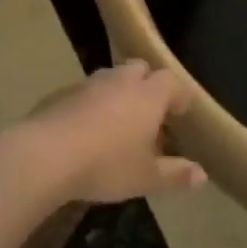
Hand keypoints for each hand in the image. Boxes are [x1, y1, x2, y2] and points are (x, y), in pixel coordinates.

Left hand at [14, 61, 204, 204]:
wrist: (45, 155)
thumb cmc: (106, 165)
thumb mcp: (145, 178)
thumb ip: (175, 174)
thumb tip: (202, 175)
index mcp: (148, 95)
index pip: (171, 82)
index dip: (178, 95)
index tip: (181, 111)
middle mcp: (120, 81)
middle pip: (140, 69)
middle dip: (147, 84)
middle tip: (149, 112)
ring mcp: (88, 84)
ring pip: (111, 78)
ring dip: (118, 92)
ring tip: (118, 121)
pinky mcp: (61, 93)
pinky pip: (85, 92)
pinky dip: (91, 104)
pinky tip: (85, 129)